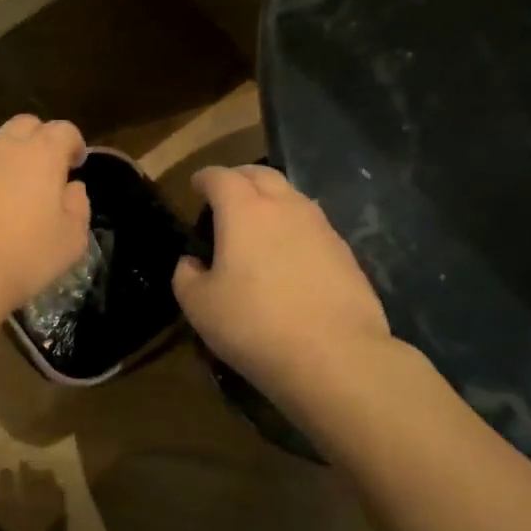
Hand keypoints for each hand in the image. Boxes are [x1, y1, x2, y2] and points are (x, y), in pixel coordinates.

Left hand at [0, 115, 92, 327]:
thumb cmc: (22, 258)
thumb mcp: (70, 241)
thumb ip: (78, 207)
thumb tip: (72, 188)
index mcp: (39, 154)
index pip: (63, 130)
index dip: (73, 144)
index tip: (76, 165)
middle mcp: (1, 147)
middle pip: (24, 126)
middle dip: (39, 140)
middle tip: (44, 173)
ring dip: (7, 161)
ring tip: (10, 196)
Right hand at [173, 165, 393, 400]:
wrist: (335, 356)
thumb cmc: (254, 324)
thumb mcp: (199, 306)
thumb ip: (186, 276)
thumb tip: (191, 263)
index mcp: (243, 211)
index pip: (220, 177)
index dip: (204, 178)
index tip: (195, 186)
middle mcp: (284, 207)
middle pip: (261, 174)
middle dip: (239, 177)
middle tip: (225, 195)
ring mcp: (320, 227)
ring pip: (291, 196)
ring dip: (271, 200)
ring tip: (258, 223)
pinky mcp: (345, 252)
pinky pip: (312, 225)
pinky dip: (293, 227)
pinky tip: (288, 255)